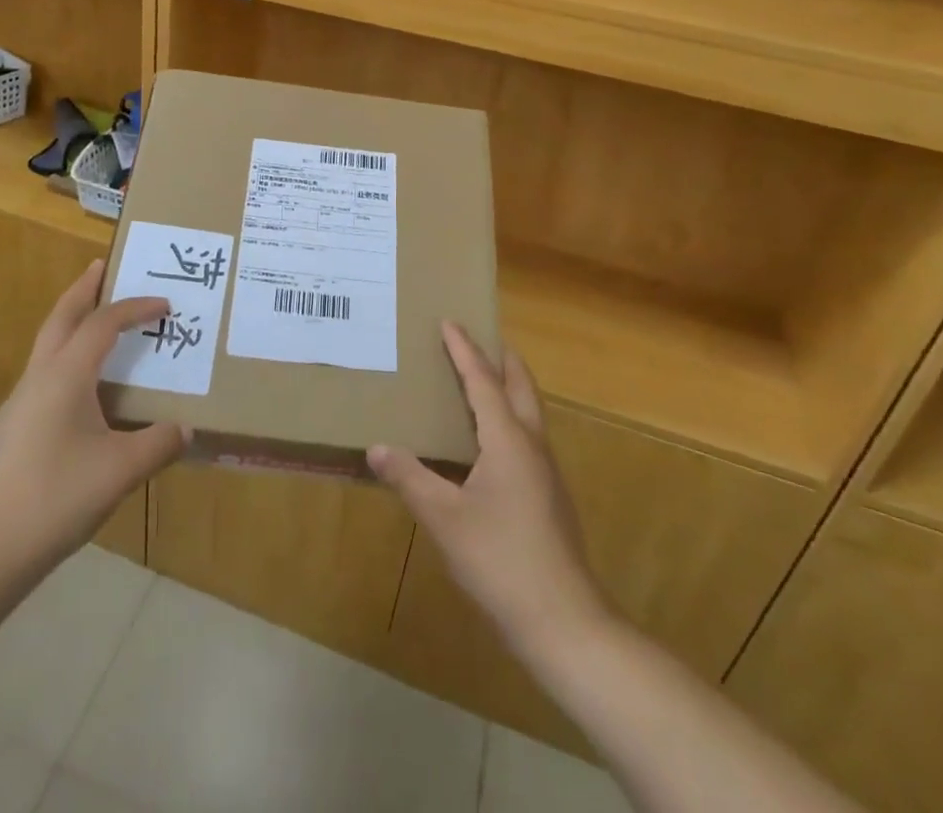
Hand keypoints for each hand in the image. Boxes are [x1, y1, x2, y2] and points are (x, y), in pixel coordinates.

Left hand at [0, 261, 186, 577]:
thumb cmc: (56, 497)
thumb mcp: (121, 471)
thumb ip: (159, 444)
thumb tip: (186, 430)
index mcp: (66, 375)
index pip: (103, 323)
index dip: (135, 308)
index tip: (164, 305)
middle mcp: (38, 378)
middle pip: (61, 317)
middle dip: (83, 289)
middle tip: (101, 267)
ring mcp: (17, 404)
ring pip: (47, 347)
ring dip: (72, 325)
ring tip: (97, 326)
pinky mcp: (8, 430)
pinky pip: (43, 377)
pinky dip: (65, 361)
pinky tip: (79, 394)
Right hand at [369, 322, 605, 654]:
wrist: (565, 622)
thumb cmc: (501, 561)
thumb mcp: (444, 519)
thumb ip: (410, 479)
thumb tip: (377, 448)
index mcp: (508, 440)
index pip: (483, 381)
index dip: (464, 350)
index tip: (450, 321)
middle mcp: (532, 445)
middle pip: (520, 386)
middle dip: (501, 358)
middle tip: (478, 337)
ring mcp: (546, 472)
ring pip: (529, 412)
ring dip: (508, 387)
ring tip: (482, 380)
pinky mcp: (549, 496)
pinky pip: (528, 436)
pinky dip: (510, 417)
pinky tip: (489, 441)